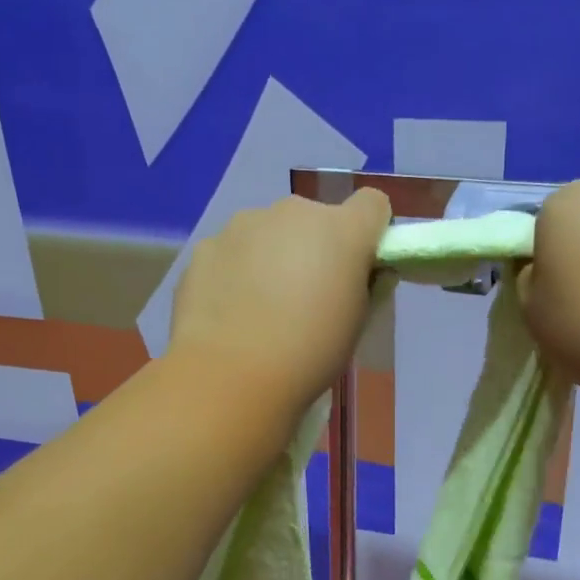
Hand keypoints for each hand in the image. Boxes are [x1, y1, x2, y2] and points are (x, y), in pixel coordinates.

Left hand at [168, 188, 391, 410]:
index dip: (370, 232)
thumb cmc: (311, 353)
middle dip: (315, 247)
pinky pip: (232, 251)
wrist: (232, 375)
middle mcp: (293, 212)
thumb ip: (365, 285)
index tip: (360, 266)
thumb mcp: (358, 323)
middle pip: (315, 219)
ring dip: (272, 256)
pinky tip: (230, 312)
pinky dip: (236, 272)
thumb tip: (360, 273)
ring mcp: (244, 224)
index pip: (372, 204)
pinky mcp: (206, 246)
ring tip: (261, 308)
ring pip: (269, 232)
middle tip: (307, 297)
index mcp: (342, 230)